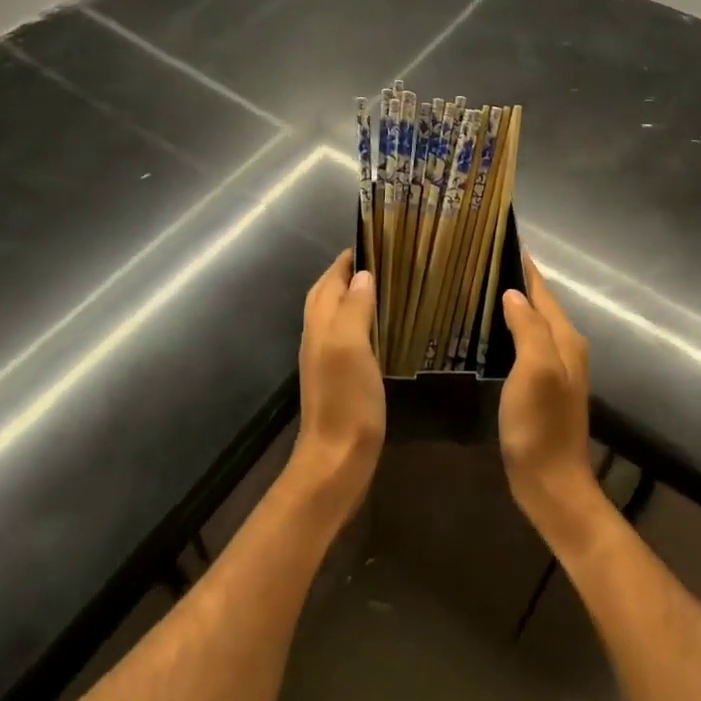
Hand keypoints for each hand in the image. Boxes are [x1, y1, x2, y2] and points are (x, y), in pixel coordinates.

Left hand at [289, 251, 384, 520]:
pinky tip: (379, 329)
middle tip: (379, 261)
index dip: (346, 259)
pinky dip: (360, 322)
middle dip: (346, 273)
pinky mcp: (338, 378)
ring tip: (383, 287)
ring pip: (335, 315)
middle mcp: (317, 336)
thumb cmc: (346, 399)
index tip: (374, 240)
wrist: (337, 459)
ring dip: (353, 296)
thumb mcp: (352, 346)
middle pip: (326, 295)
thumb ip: (355, 308)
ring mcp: (325, 359)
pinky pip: (347, 337)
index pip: (329, 279)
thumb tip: (363, 275)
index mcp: (320, 324)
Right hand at [499, 255, 604, 550]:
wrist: (551, 483)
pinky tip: (490, 331)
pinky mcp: (542, 387)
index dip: (524, 266)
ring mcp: (556, 369)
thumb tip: (513, 293)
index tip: (501, 239)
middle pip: (540, 304)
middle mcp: (566, 348)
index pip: (543, 290)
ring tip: (480, 288)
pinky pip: (526, 344)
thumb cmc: (540, 425)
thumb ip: (528, 328)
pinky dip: (510, 330)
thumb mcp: (534, 370)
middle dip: (516, 281)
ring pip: (533, 324)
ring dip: (513, 305)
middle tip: (480, 261)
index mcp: (565, 339)